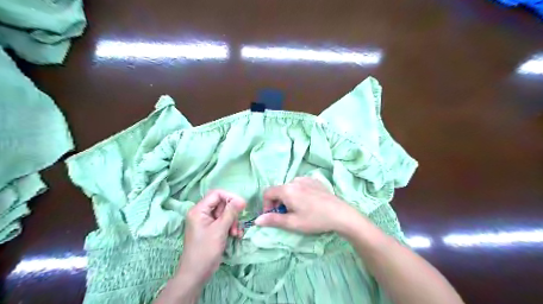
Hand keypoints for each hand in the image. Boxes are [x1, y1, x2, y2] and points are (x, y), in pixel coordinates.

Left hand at [176, 190, 244, 288]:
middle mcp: (201, 213)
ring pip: (224, 213)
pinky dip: (230, 227)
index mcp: (199, 210)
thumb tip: (242, 199)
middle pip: (221, 203)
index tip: (242, 205)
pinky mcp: (210, 229)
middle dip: (232, 213)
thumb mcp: (220, 229)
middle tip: (236, 225)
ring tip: (235, 233)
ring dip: (232, 221)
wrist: (196, 274)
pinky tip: (235, 235)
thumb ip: (231, 212)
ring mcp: (206, 221)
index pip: (216, 194)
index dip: (230, 197)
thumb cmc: (205, 250)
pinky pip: (223, 221)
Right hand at [256, 176, 358, 234]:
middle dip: (278, 203)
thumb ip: (273, 220)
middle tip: (287, 215)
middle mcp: (294, 180)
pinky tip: (308, 203)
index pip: (267, 193)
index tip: (273, 216)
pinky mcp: (315, 180)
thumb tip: (257, 220)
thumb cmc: (315, 219)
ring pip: (289, 187)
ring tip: (298, 209)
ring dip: (288, 198)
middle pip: (279, 190)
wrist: (340, 214)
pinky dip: (298, 193)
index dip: (266, 205)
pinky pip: (300, 185)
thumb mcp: (292, 223)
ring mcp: (306, 179)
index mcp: (287, 189)